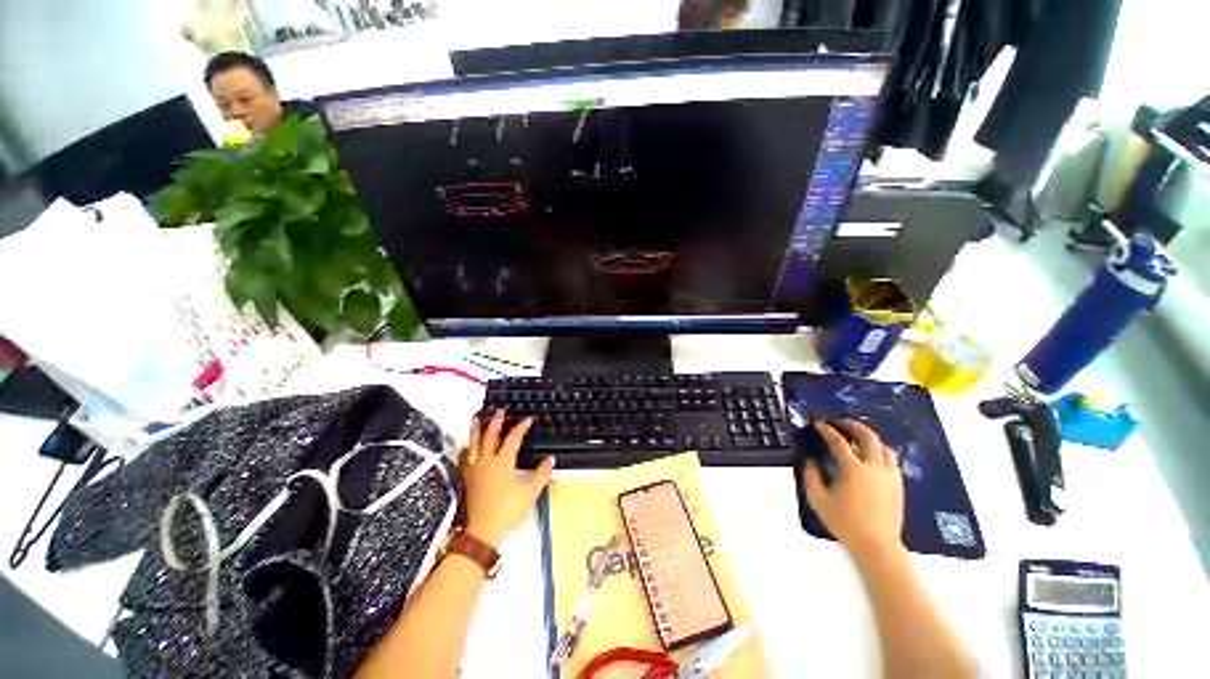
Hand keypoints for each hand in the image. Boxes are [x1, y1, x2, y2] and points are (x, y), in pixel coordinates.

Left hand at [460, 410, 555, 548]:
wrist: (483, 531)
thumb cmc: (508, 509)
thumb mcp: (531, 491)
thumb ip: (542, 473)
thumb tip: (551, 459)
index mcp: (503, 461)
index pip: (513, 438)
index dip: (521, 427)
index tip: (528, 419)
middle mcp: (487, 461)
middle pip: (491, 436)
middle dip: (496, 422)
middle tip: (498, 410)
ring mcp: (475, 469)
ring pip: (474, 445)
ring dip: (476, 431)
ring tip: (476, 419)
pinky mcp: (468, 479)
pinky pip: (465, 459)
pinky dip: (466, 450)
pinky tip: (466, 447)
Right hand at [802, 419, 904, 564]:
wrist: (878, 546)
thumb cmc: (846, 523)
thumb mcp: (819, 500)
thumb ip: (811, 476)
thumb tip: (810, 461)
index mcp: (854, 470)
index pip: (839, 442)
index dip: (826, 430)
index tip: (818, 424)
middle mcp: (874, 468)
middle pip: (868, 436)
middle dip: (852, 425)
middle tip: (840, 423)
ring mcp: (890, 476)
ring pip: (884, 447)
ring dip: (869, 438)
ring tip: (857, 438)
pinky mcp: (898, 485)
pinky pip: (891, 461)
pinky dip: (880, 452)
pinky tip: (872, 458)